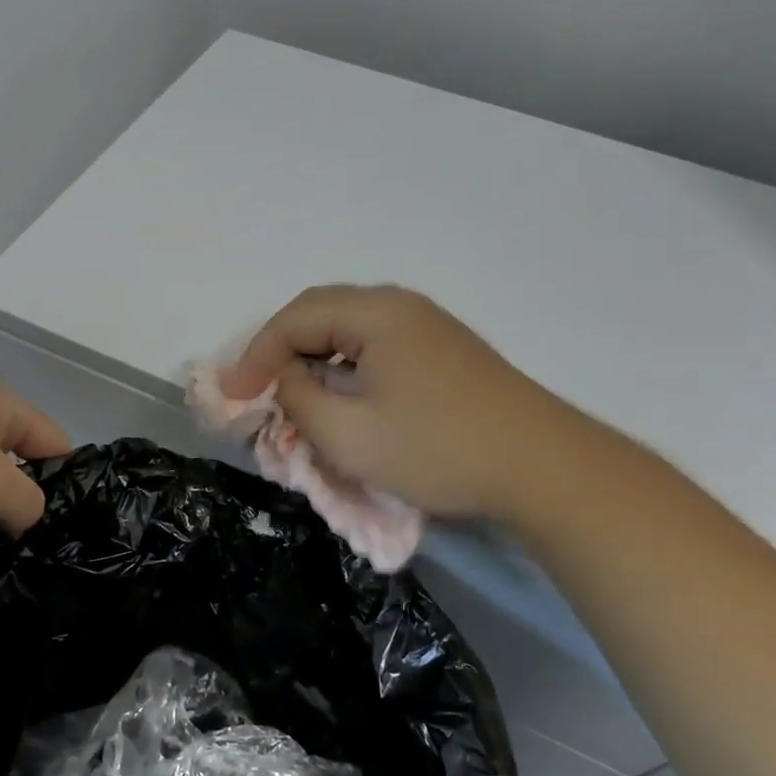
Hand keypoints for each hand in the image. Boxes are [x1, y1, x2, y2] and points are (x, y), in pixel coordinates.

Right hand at [225, 285, 540, 517]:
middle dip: (280, 352)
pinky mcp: (443, 353)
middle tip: (255, 390)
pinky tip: (341, 399)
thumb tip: (281, 379)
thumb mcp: (348, 434)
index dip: (255, 356)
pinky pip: (375, 348)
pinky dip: (344, 369)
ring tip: (291, 397)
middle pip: (321, 315)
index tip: (233, 397)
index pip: (295, 318)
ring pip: (348, 332)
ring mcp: (427, 327)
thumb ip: (296, 399)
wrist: (543, 469)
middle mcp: (400, 307)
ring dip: (312, 360)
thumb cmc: (438, 449)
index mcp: (376, 313)